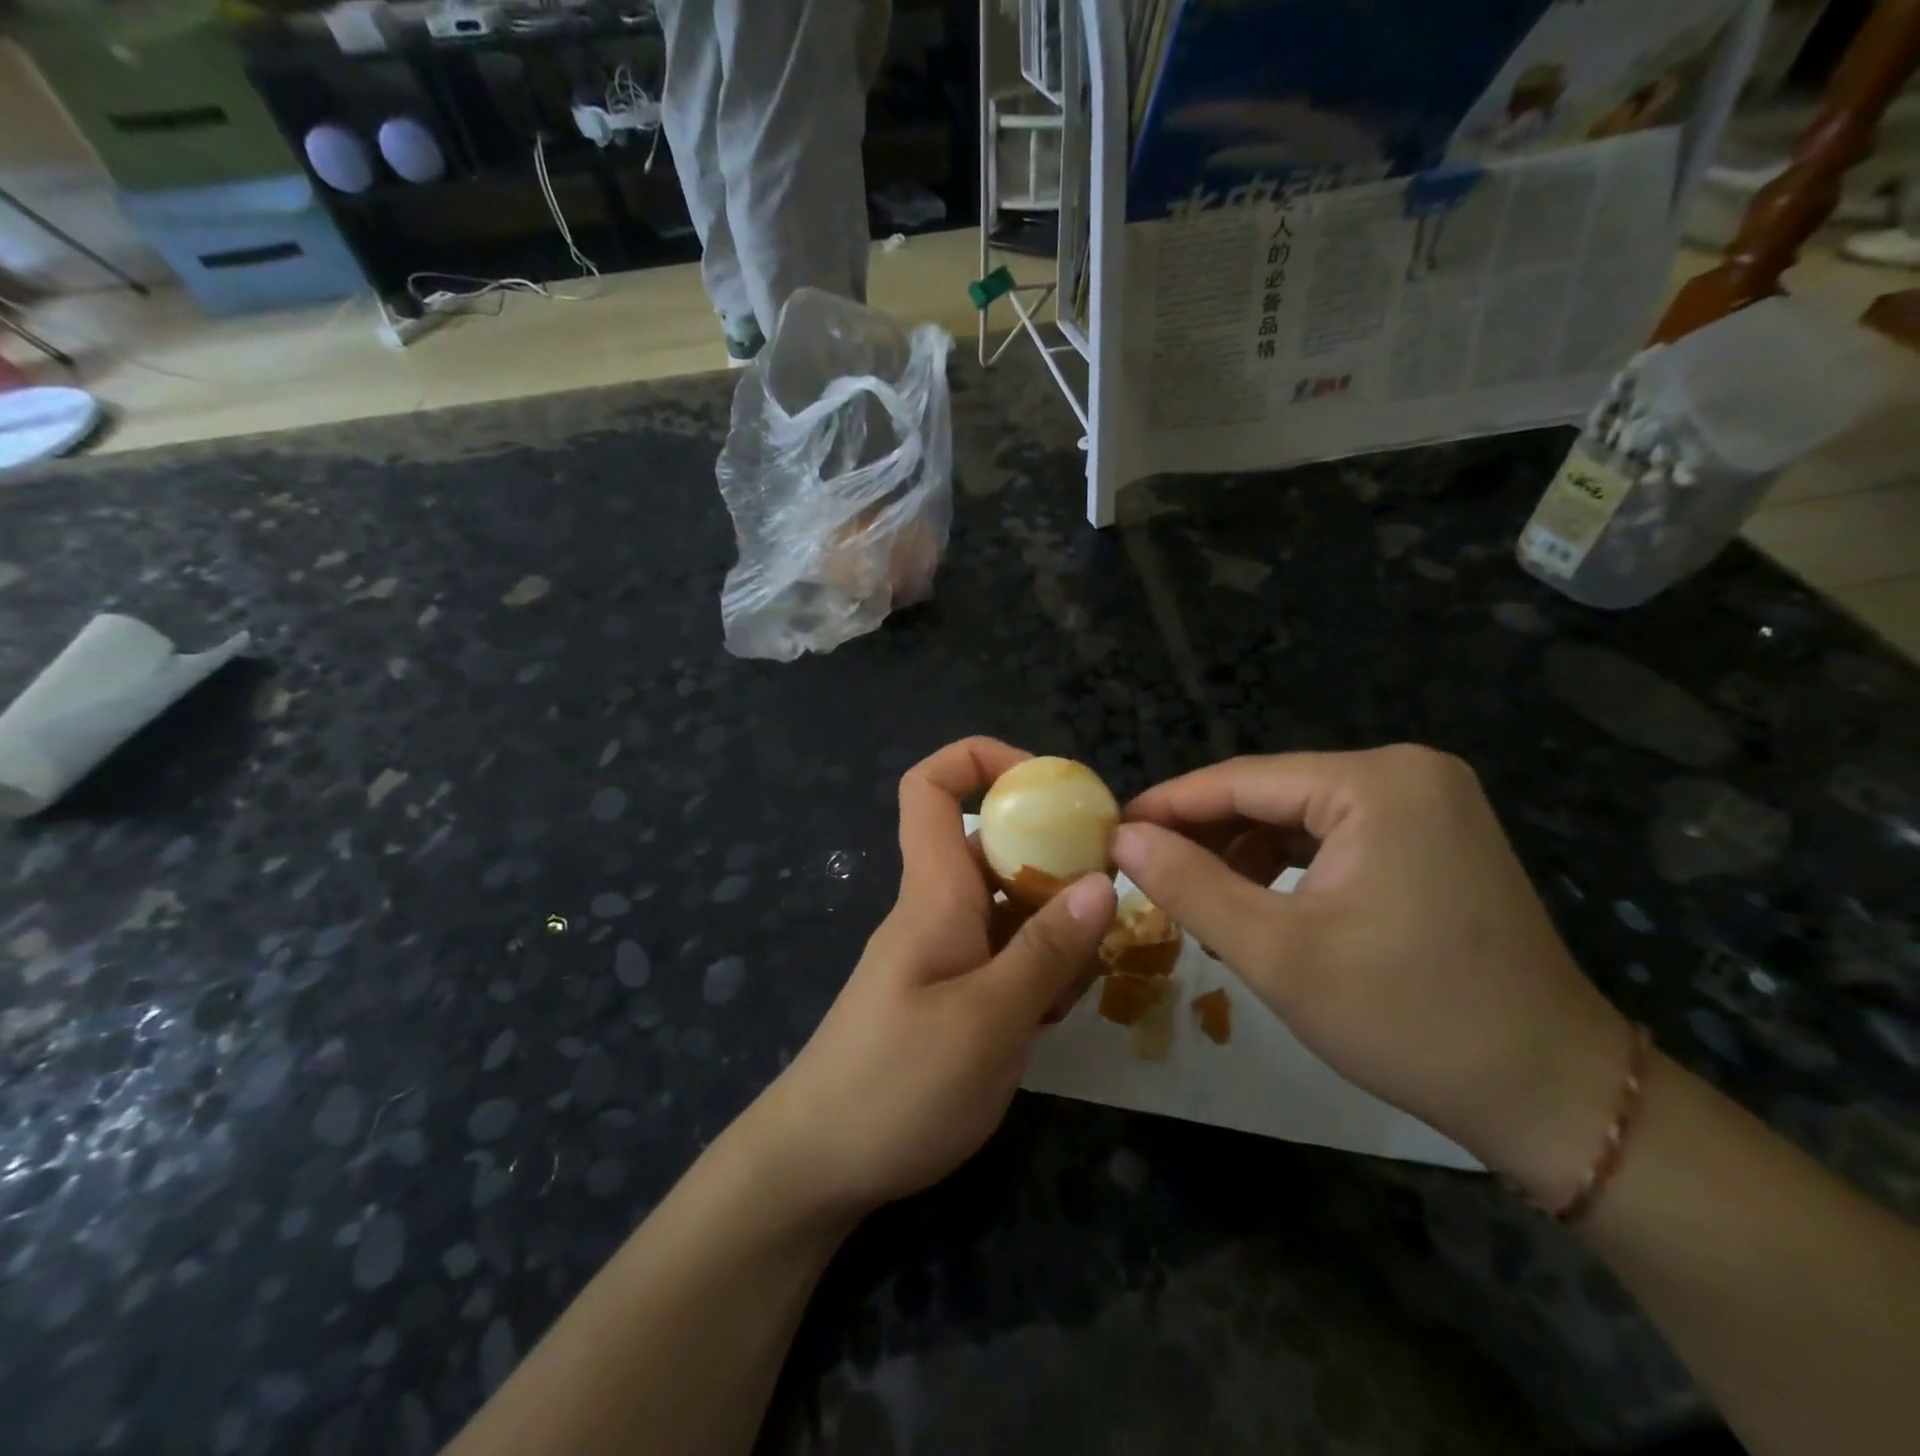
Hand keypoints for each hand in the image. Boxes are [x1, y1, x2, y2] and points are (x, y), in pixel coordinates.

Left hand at [741, 737, 1115, 1222]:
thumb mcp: (987, 1022)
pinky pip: (1003, 955)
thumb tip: (1102, 883)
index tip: (1047, 784)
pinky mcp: (949, 993)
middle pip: (994, 847)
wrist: (817, 1166)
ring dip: (1054, 926)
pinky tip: (1057, 1012)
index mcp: (934, 893)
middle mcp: (937, 909)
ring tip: (1086, 976)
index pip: (931, 787)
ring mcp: (943, 953)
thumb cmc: (896, 1087)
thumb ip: (1046, 952)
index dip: (982, 760)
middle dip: (1053, 859)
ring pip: (1009, 906)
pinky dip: (1037, 969)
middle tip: (1107, 900)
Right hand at [1112, 745, 1630, 1206]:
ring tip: (1198, 898)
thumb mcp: (1276, 953)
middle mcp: (1408, 772)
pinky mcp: (1438, 835)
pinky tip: (1260, 903)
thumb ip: (1188, 885)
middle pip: (1272, 793)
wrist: (1553, 1095)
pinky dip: (1289, 864)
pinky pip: (1336, 833)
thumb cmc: (1409, 1020)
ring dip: (1243, 852)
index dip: (1168, 806)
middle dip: (1205, 834)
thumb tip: (1121, 838)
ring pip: (1300, 814)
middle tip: (1143, 871)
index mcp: (1377, 783)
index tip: (1110, 831)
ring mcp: (1431, 802)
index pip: (1241, 780)